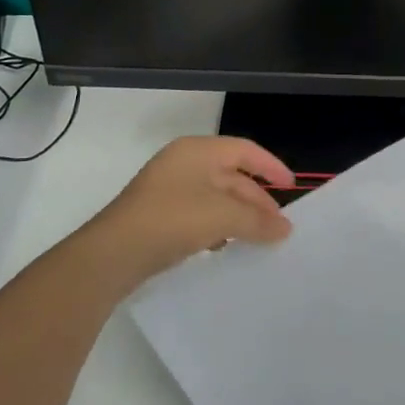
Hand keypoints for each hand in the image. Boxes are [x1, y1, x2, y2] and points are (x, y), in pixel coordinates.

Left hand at [86, 136, 294, 289]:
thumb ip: (257, 220)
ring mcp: (169, 188)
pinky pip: (199, 213)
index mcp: (198, 150)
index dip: (271, 166)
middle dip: (256, 199)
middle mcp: (183, 163)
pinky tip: (226, 247)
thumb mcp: (221, 216)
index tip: (292, 188)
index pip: (244, 150)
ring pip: (216, 196)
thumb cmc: (172, 220)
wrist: (113, 253)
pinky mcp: (159, 214)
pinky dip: (218, 226)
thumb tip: (285, 228)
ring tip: (259, 239)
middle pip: (231, 174)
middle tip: (279, 226)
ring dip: (239, 216)